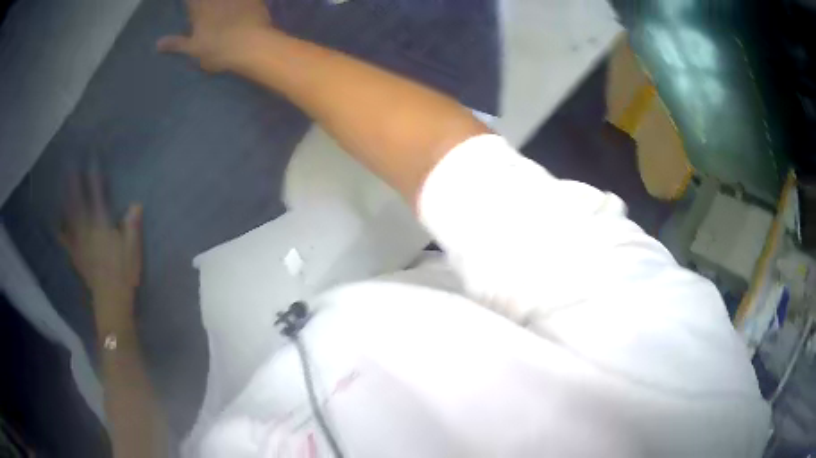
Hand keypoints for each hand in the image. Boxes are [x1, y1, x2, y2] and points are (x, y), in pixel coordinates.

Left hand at [60, 167, 142, 324]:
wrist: (111, 302)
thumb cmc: (124, 274)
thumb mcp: (133, 250)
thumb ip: (132, 226)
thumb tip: (135, 204)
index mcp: (101, 225)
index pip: (97, 195)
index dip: (94, 176)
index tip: (92, 158)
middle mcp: (87, 230)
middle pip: (78, 202)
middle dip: (74, 184)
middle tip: (69, 166)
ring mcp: (79, 243)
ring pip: (69, 217)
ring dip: (65, 201)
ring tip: (61, 188)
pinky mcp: (77, 256)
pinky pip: (66, 240)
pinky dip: (61, 230)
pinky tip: (58, 225)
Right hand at [157, 0, 273, 71]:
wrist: (249, 45)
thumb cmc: (217, 50)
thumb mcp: (193, 49)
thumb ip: (176, 44)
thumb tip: (157, 43)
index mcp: (200, 10)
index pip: (191, 2)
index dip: (191, 5)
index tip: (191, 8)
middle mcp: (216, 0)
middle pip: (207, 0)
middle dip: (206, 4)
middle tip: (207, 11)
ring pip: (226, 0)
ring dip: (224, 4)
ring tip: (223, 11)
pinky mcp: (253, 0)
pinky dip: (248, 1)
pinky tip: (246, 4)